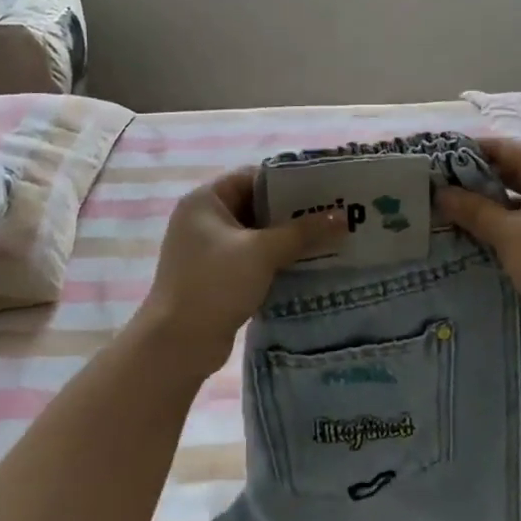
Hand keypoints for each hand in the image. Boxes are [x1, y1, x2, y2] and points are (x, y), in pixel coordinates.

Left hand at [133, 167, 344, 376]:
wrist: (178, 343)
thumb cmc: (215, 283)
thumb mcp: (263, 252)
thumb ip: (303, 232)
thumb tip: (342, 217)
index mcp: (205, 201)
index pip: (252, 177)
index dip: (288, 181)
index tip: (323, 189)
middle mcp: (203, 220)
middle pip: (256, 205)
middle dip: (293, 212)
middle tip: (333, 214)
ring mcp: (208, 250)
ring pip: (257, 235)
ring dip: (288, 238)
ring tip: (329, 239)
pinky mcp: (217, 276)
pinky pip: (253, 258)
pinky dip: (277, 260)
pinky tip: (307, 265)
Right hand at [437, 137, 520, 347]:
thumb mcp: (508, 234)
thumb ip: (473, 209)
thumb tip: (441, 192)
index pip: (503, 147)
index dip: (469, 150)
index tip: (437, 160)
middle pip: (510, 168)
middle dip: (474, 176)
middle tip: (437, 187)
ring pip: (516, 193)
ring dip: (486, 200)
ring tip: (450, 208)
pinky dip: (501, 218)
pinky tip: (476, 232)